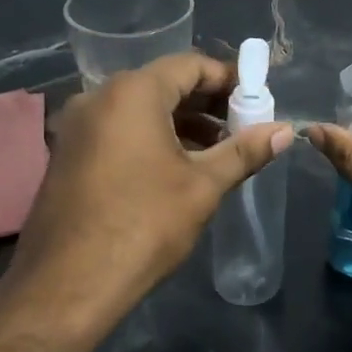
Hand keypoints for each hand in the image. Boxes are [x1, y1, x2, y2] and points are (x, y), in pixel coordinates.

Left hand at [3, 52, 292, 332]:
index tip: (257, 101)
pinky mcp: (68, 154)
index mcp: (131, 93)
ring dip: (182, 123)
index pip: (190, 65)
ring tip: (217, 151)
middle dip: (207, 103)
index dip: (229, 79)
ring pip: (140, 109)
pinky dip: (152, 138)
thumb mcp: (202, 186)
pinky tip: (177, 168)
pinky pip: (118, 130)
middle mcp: (98, 97)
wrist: (67, 286)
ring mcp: (77, 127)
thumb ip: (244, 152)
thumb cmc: (143, 225)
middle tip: (243, 127)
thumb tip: (284, 131)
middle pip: (164, 84)